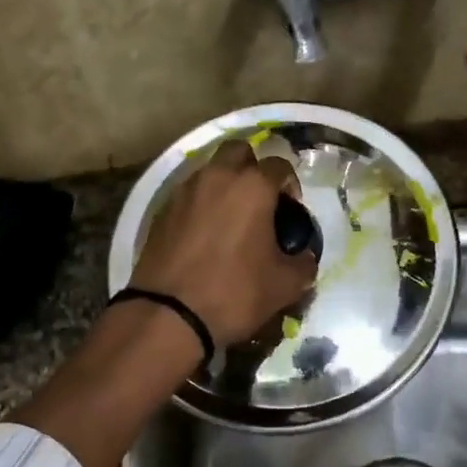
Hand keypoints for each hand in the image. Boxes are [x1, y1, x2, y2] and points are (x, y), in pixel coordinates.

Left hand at [130, 140, 318, 346]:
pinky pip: (189, 194)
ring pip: (210, 170)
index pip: (279, 165)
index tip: (291, 209)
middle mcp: (217, 177)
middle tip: (259, 200)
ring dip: (224, 184)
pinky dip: (201, 204)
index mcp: (252, 187)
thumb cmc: (234, 293)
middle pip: (239, 151)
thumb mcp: (284, 285)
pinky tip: (205, 235)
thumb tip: (304, 257)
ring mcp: (185, 191)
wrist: (168, 315)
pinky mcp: (162, 210)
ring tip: (231, 219)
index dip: (290, 184)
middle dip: (252, 167)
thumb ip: (303, 264)